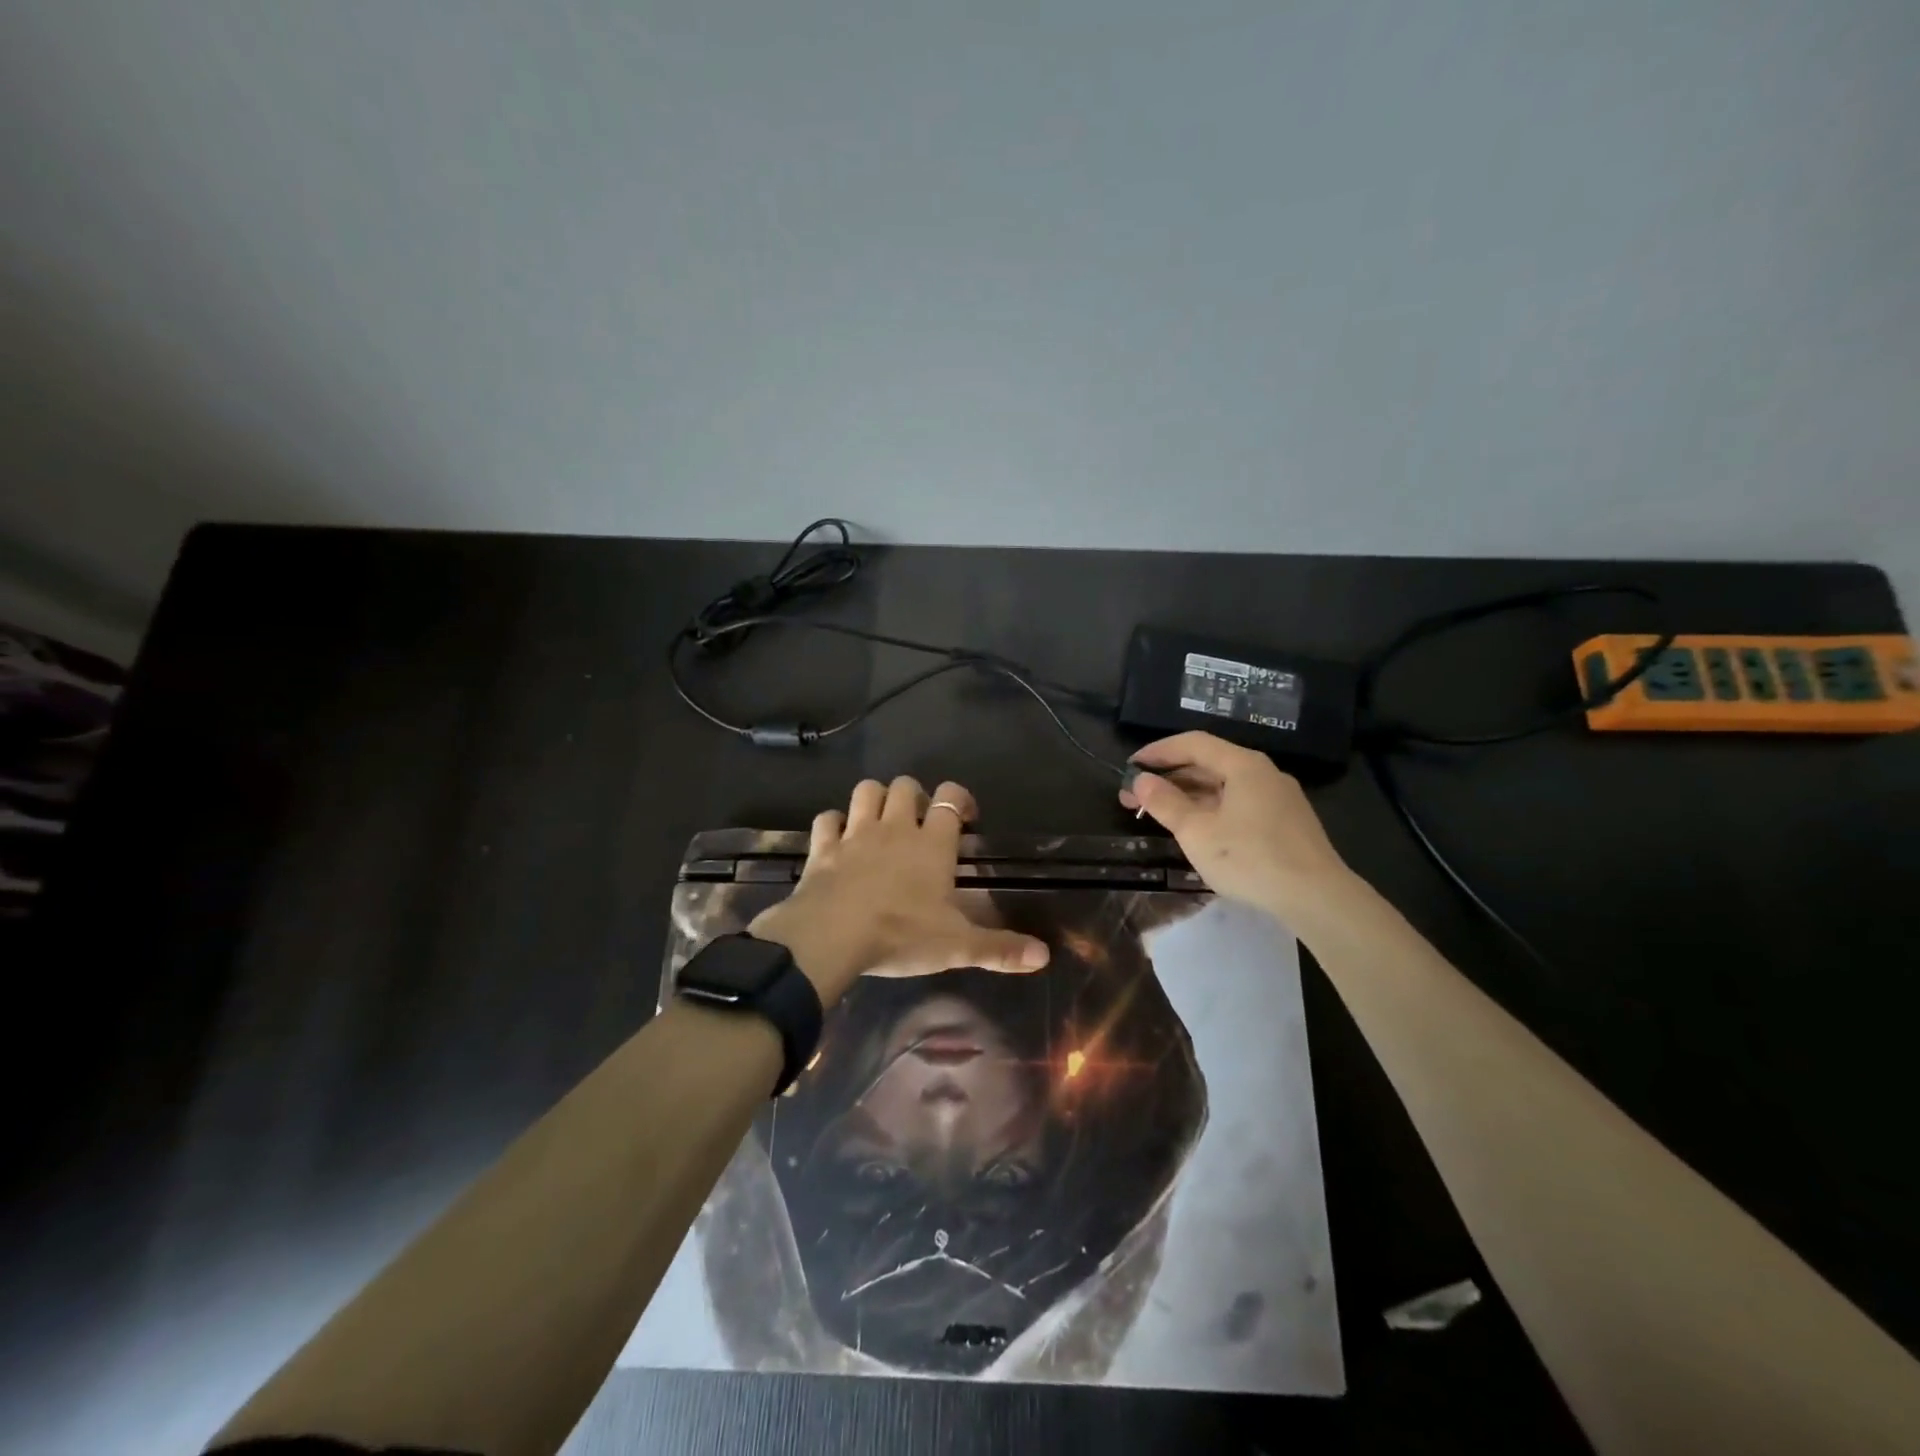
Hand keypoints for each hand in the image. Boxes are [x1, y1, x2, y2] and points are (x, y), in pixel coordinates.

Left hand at [749, 776, 1050, 1005]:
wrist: (831, 935)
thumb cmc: (900, 935)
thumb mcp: (957, 947)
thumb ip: (1000, 949)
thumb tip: (1044, 956)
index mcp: (931, 844)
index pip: (950, 798)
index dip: (960, 799)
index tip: (966, 817)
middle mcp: (894, 827)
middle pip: (905, 786)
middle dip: (914, 796)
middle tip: (919, 821)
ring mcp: (855, 833)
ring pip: (866, 791)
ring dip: (875, 798)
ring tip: (881, 820)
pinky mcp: (823, 847)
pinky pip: (827, 819)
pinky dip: (834, 823)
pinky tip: (839, 838)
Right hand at [1119, 732, 1352, 916]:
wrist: (1317, 898)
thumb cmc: (1250, 858)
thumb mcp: (1197, 832)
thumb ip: (1166, 803)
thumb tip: (1142, 780)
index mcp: (1243, 765)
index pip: (1193, 743)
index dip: (1158, 752)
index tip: (1130, 766)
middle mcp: (1263, 773)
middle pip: (1209, 764)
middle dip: (1169, 778)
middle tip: (1135, 798)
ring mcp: (1279, 798)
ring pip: (1224, 786)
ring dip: (1188, 796)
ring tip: (1159, 814)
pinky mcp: (1286, 822)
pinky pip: (1239, 803)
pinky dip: (1211, 808)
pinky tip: (1197, 829)